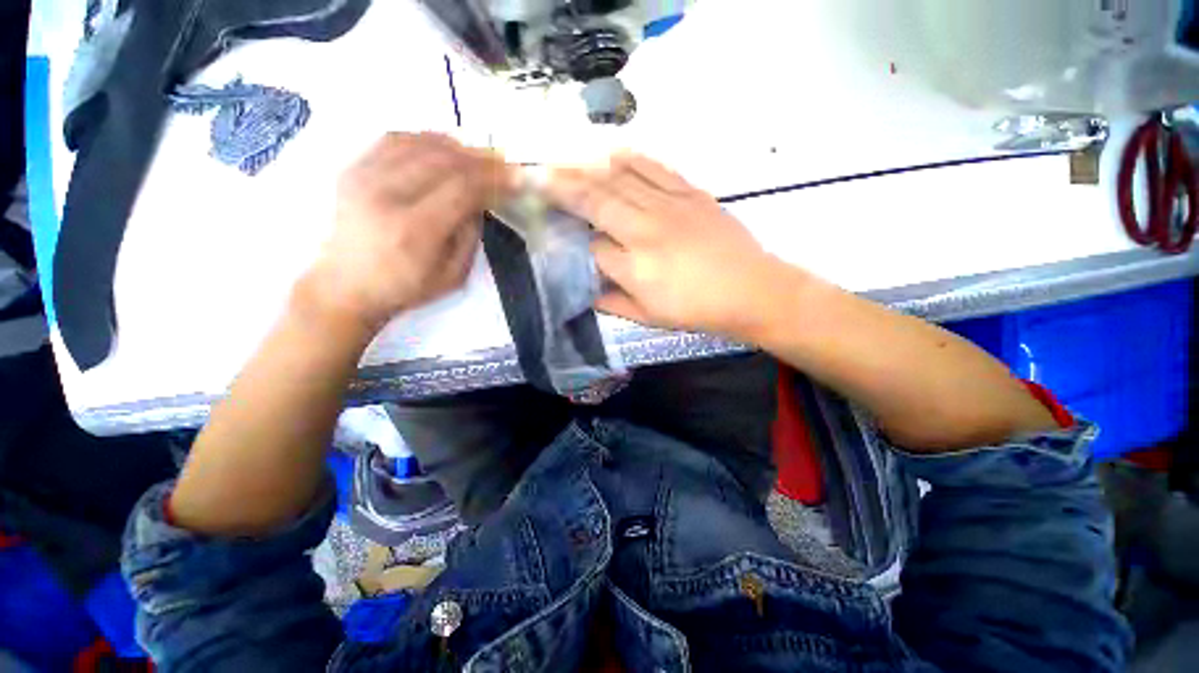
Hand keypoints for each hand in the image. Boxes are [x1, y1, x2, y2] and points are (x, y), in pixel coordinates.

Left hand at [301, 132, 511, 335]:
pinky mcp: (353, 169)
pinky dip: (426, 138)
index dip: (494, 179)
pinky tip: (445, 148)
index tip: (517, 178)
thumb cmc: (406, 288)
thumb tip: (481, 200)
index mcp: (414, 230)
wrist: (345, 287)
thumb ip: (471, 235)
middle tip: (504, 164)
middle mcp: (385, 195)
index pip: (461, 188)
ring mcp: (364, 177)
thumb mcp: (454, 275)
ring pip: (420, 142)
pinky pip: (395, 139)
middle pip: (443, 159)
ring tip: (479, 156)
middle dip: (481, 159)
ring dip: (457, 146)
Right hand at [544, 153, 802, 338]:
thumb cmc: (697, 310)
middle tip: (538, 174)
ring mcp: (668, 207)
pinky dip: (630, 159)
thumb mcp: (649, 318)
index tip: (560, 232)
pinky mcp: (690, 193)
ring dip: (588, 168)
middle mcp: (645, 231)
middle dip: (563, 187)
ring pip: (619, 180)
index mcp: (634, 268)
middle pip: (596, 201)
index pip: (592, 246)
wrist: (750, 290)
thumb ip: (613, 303)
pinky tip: (612, 152)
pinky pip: (654, 169)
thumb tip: (587, 291)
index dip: (574, 240)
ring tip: (564, 160)